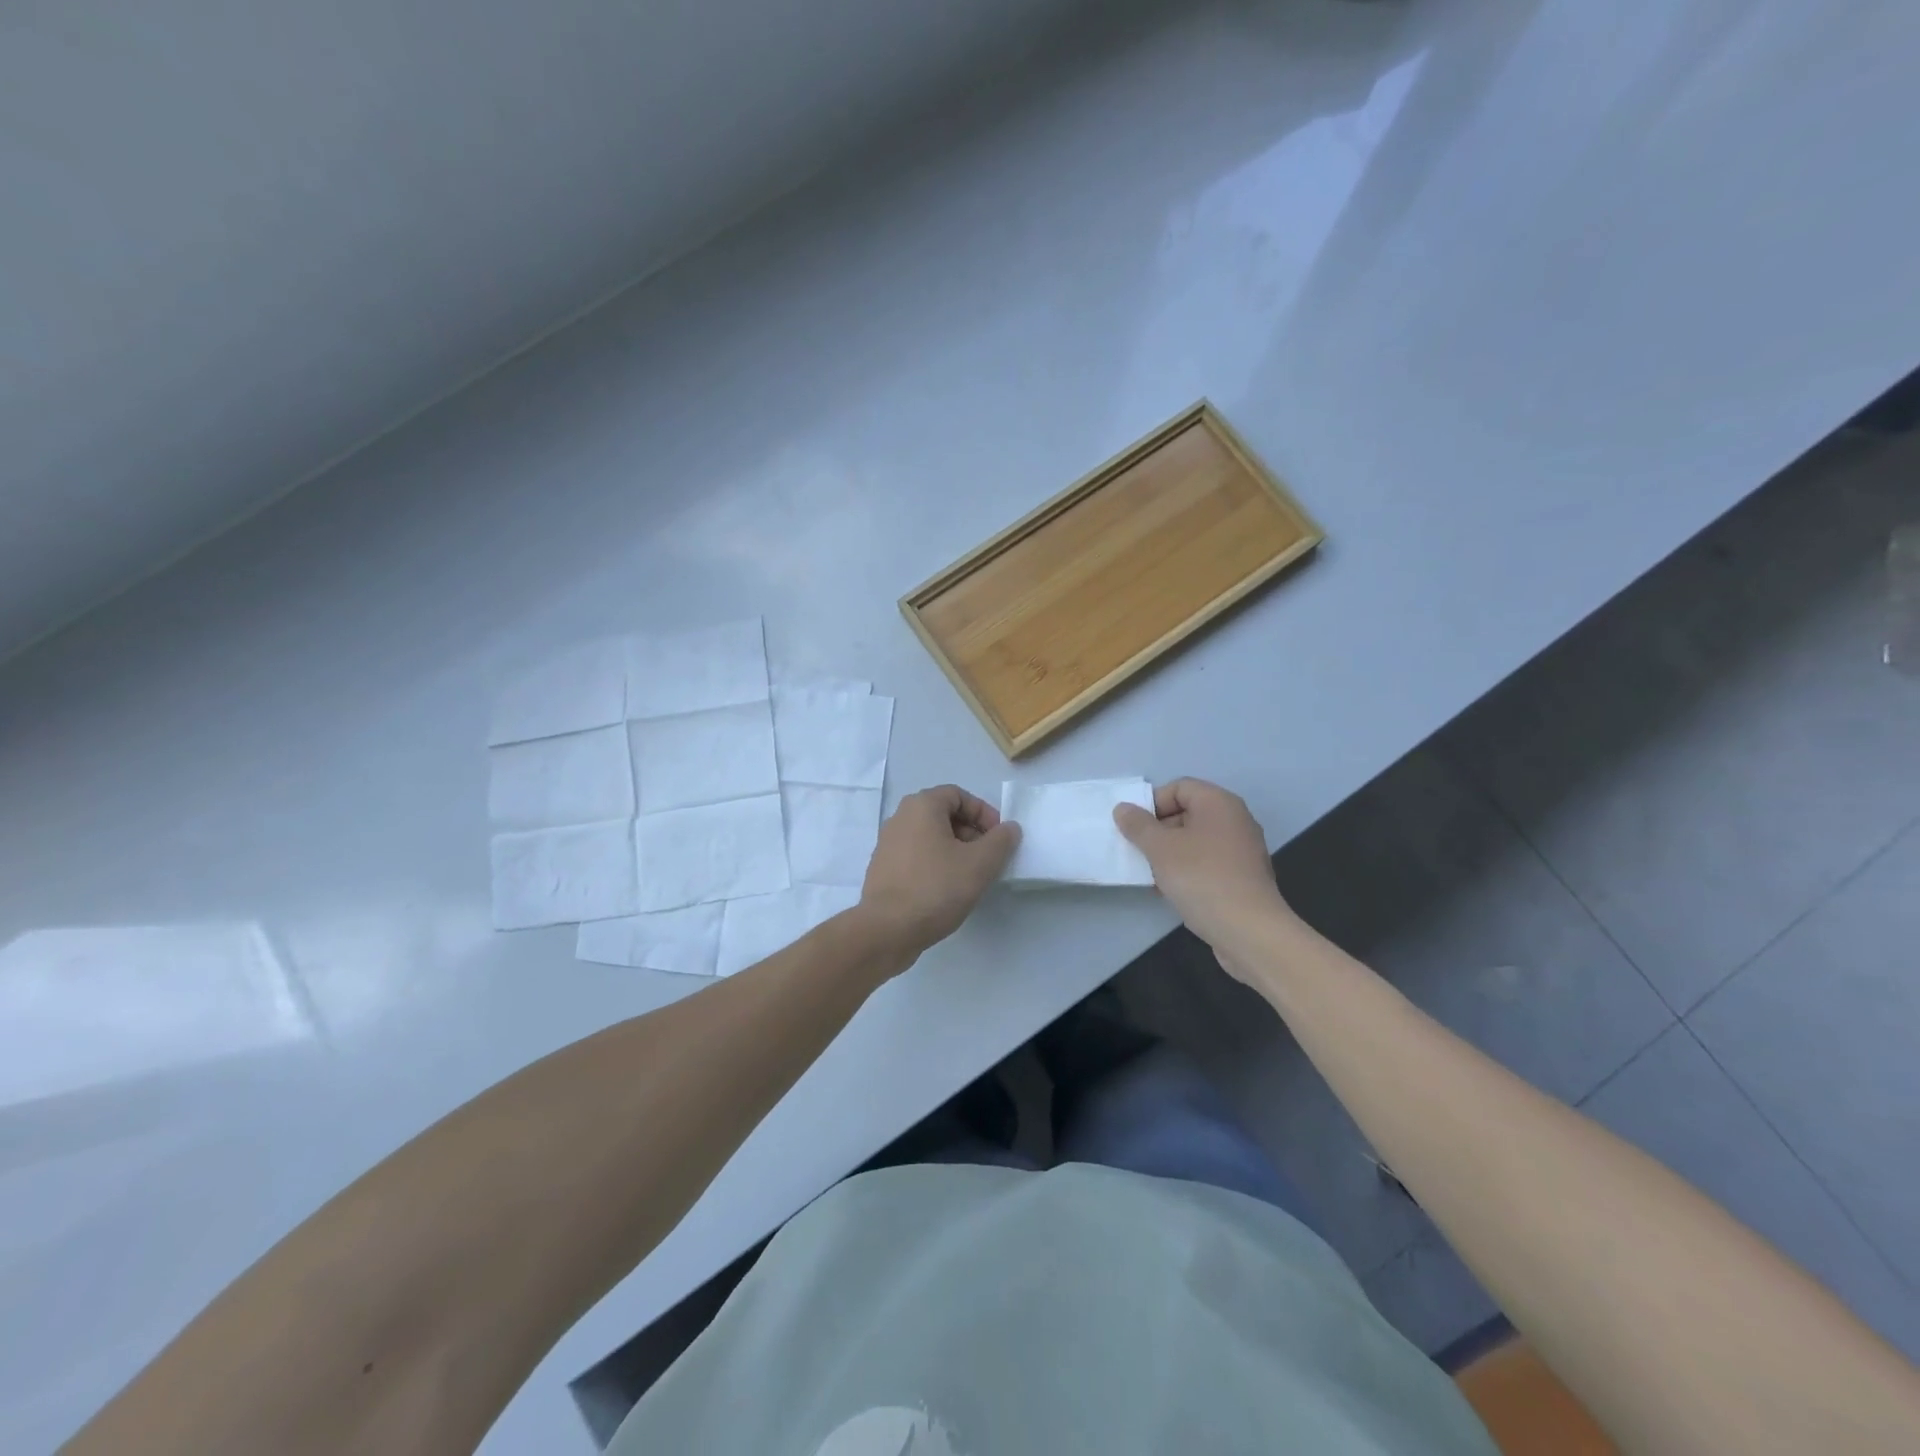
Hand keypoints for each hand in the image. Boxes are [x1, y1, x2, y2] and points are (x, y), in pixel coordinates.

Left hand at [860, 785, 1020, 954]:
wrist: (887, 930)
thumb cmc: (936, 888)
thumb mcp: (980, 863)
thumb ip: (1001, 841)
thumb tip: (1009, 828)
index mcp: (921, 806)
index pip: (958, 795)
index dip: (983, 812)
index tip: (998, 837)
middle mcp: (900, 818)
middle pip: (943, 814)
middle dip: (970, 832)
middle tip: (987, 858)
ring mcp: (887, 844)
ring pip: (930, 837)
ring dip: (954, 850)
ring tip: (970, 876)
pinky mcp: (883, 869)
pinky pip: (916, 856)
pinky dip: (935, 864)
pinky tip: (946, 890)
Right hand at [1114, 778, 1297, 977]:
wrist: (1249, 931)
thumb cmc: (1202, 878)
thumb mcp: (1160, 848)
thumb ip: (1138, 825)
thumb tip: (1123, 808)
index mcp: (1219, 803)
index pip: (1179, 787)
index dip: (1153, 803)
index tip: (1135, 828)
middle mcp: (1235, 820)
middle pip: (1188, 813)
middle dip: (1159, 830)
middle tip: (1139, 851)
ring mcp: (1242, 850)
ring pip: (1196, 841)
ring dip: (1170, 853)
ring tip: (1151, 873)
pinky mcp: (1242, 878)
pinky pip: (1207, 863)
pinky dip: (1187, 870)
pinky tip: (1171, 891)